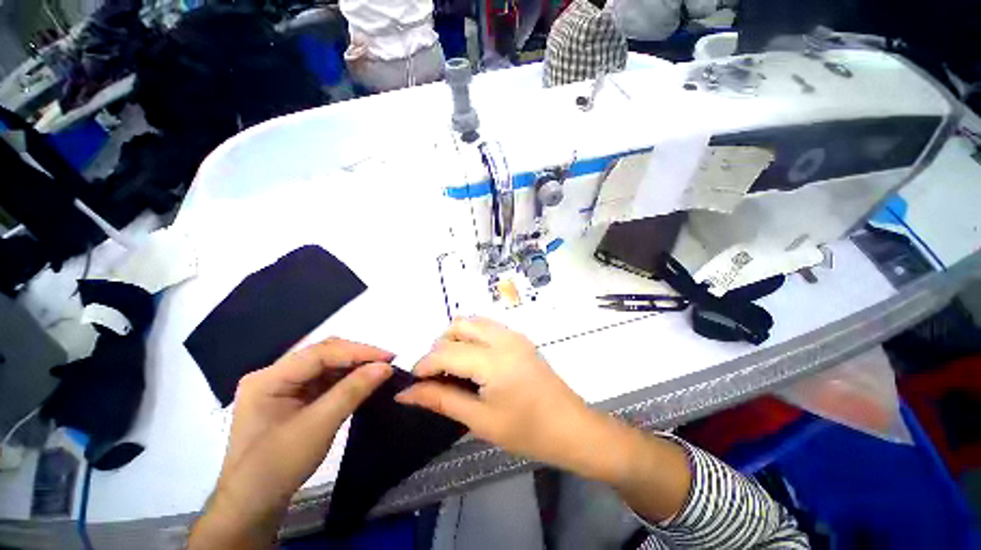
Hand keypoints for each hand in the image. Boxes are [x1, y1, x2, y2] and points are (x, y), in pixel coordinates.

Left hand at [189, 338, 393, 549]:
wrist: (252, 506)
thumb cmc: (278, 466)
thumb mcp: (319, 426)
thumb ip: (353, 391)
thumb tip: (386, 366)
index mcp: (269, 378)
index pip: (319, 353)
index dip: (357, 351)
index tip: (388, 357)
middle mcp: (274, 375)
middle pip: (322, 355)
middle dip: (356, 357)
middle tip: (386, 362)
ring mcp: (282, 387)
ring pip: (325, 366)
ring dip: (353, 368)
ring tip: (379, 371)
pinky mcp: (292, 400)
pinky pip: (323, 381)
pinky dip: (345, 380)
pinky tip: (362, 382)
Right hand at [397, 319, 692, 522]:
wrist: (571, 427)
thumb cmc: (527, 431)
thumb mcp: (480, 420)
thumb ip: (442, 400)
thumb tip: (406, 394)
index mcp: (494, 360)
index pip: (446, 352)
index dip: (424, 364)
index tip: (413, 382)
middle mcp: (503, 338)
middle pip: (459, 325)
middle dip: (440, 345)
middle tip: (436, 374)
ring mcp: (514, 335)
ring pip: (473, 322)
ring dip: (456, 338)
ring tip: (453, 367)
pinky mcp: (520, 338)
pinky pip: (488, 327)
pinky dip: (472, 337)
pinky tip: (473, 362)